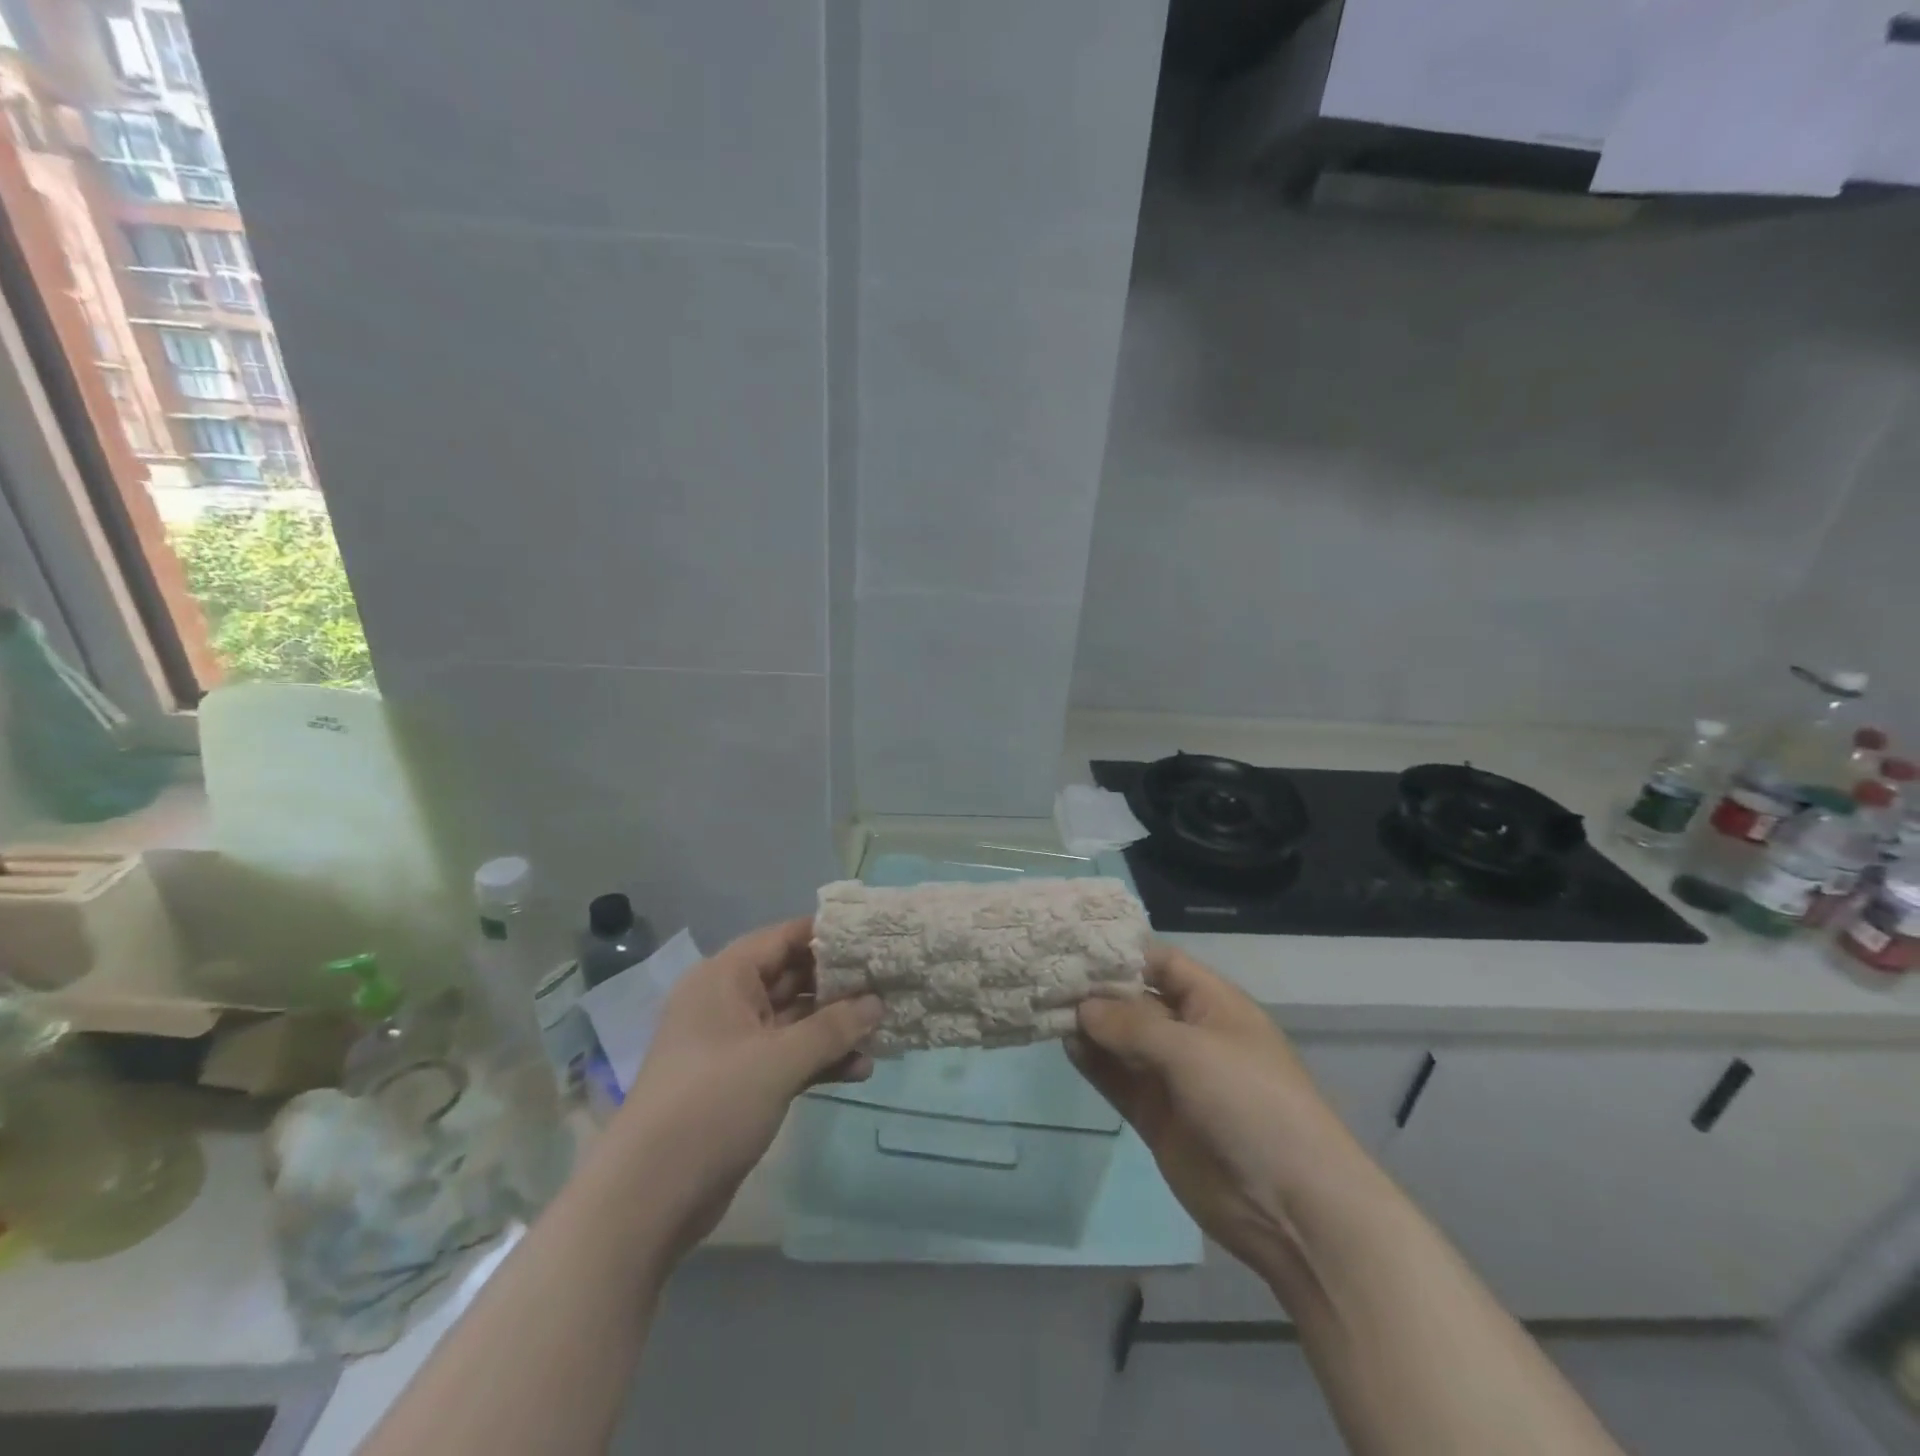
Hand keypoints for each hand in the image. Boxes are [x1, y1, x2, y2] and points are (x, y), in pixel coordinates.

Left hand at [606, 917, 881, 1258]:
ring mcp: (735, 1045)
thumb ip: (832, 1028)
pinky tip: (861, 1069)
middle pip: (792, 978)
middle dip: (840, 985)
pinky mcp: (743, 1082)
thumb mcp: (778, 1060)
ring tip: (883, 1030)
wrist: (649, 1198)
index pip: (784, 938)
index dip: (829, 936)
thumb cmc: (712, 1105)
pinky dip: (821, 1060)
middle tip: (889, 984)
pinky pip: (789, 1056)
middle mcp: (728, 1002)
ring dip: (836, 1027)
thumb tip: (878, 1003)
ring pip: (795, 1021)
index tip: (875, 939)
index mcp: (725, 978)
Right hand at [1067, 945, 1360, 1289]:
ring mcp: (1173, 1078)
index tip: (1076, 945)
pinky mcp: (1156, 1117)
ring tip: (1047, 1007)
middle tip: (1049, 976)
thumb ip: (1133, 1024)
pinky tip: (1066, 1045)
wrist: (1291, 1207)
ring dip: (1090, 1027)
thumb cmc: (1250, 1103)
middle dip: (1098, 990)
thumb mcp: (1192, 1050)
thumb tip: (1083, 1006)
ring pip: (1123, 1041)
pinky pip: (1119, 1080)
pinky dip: (1094, 1063)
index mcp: (1214, 1005)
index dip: (1123, 953)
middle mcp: (1192, 1034)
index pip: (1163, 963)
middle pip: (1137, 1001)